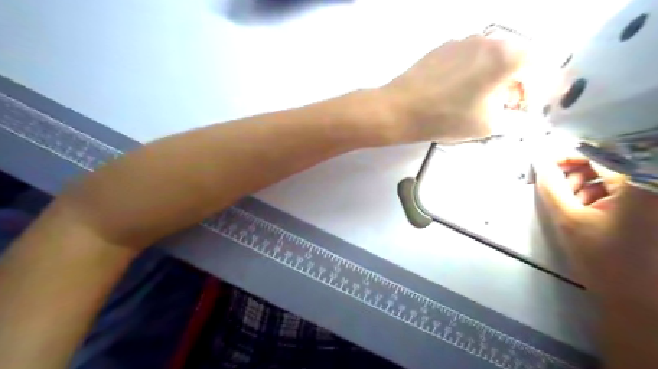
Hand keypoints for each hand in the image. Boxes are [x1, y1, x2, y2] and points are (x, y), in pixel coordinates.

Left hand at [381, 35, 525, 144]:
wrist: (399, 109)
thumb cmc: (446, 118)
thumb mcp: (487, 125)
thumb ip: (514, 117)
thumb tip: (519, 112)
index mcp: (505, 56)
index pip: (537, 67)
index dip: (535, 90)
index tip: (524, 108)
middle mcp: (487, 40)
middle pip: (514, 58)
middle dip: (515, 82)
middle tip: (506, 105)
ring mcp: (462, 41)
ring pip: (490, 56)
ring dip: (493, 76)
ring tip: (481, 99)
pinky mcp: (442, 48)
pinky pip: (468, 57)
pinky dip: (473, 71)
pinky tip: (459, 90)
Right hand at [537, 155, 657, 303]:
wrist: (636, 296)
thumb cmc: (602, 258)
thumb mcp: (567, 219)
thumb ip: (550, 187)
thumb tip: (540, 163)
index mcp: (641, 184)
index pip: (598, 153)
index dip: (566, 155)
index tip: (543, 165)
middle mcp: (650, 184)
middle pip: (605, 163)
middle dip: (574, 174)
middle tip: (555, 191)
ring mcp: (650, 196)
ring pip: (610, 175)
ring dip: (583, 185)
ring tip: (569, 205)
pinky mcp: (649, 205)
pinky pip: (618, 188)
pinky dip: (597, 194)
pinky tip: (585, 211)